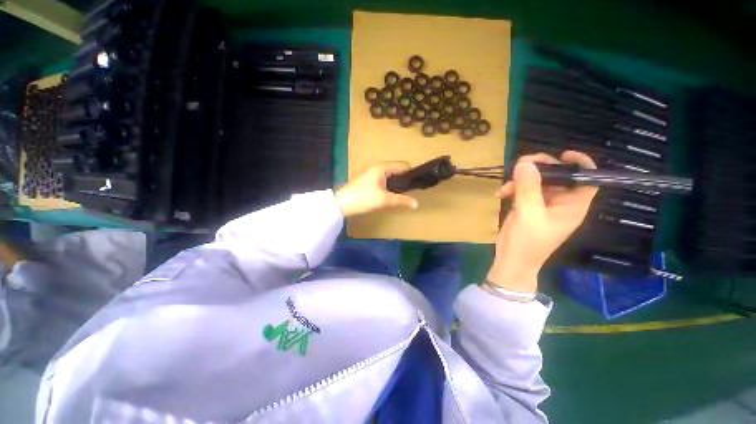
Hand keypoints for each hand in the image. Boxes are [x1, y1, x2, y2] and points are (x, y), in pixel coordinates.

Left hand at [335, 162, 418, 216]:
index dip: (410, 174)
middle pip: (397, 169)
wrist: (342, 204)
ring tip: (399, 195)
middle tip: (408, 192)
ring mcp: (372, 172)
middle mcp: (377, 166)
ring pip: (390, 175)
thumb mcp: (384, 200)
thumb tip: (417, 204)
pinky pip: (383, 179)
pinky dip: (388, 185)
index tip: (415, 186)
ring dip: (396, 183)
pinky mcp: (368, 180)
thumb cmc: (364, 198)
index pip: (403, 165)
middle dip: (403, 180)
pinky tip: (388, 195)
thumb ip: (402, 200)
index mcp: (382, 166)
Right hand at [487, 151, 597, 292]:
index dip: (580, 164)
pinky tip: (501, 193)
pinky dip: (513, 188)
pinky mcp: (528, 206)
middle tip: (521, 165)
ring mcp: (543, 203)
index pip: (587, 180)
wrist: (512, 260)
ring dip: (521, 179)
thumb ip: (528, 189)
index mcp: (572, 205)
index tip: (563, 155)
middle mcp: (560, 202)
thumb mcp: (528, 215)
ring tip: (506, 186)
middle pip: (558, 176)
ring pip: (537, 180)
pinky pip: (524, 189)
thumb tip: (525, 163)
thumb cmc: (527, 242)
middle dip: (540, 168)